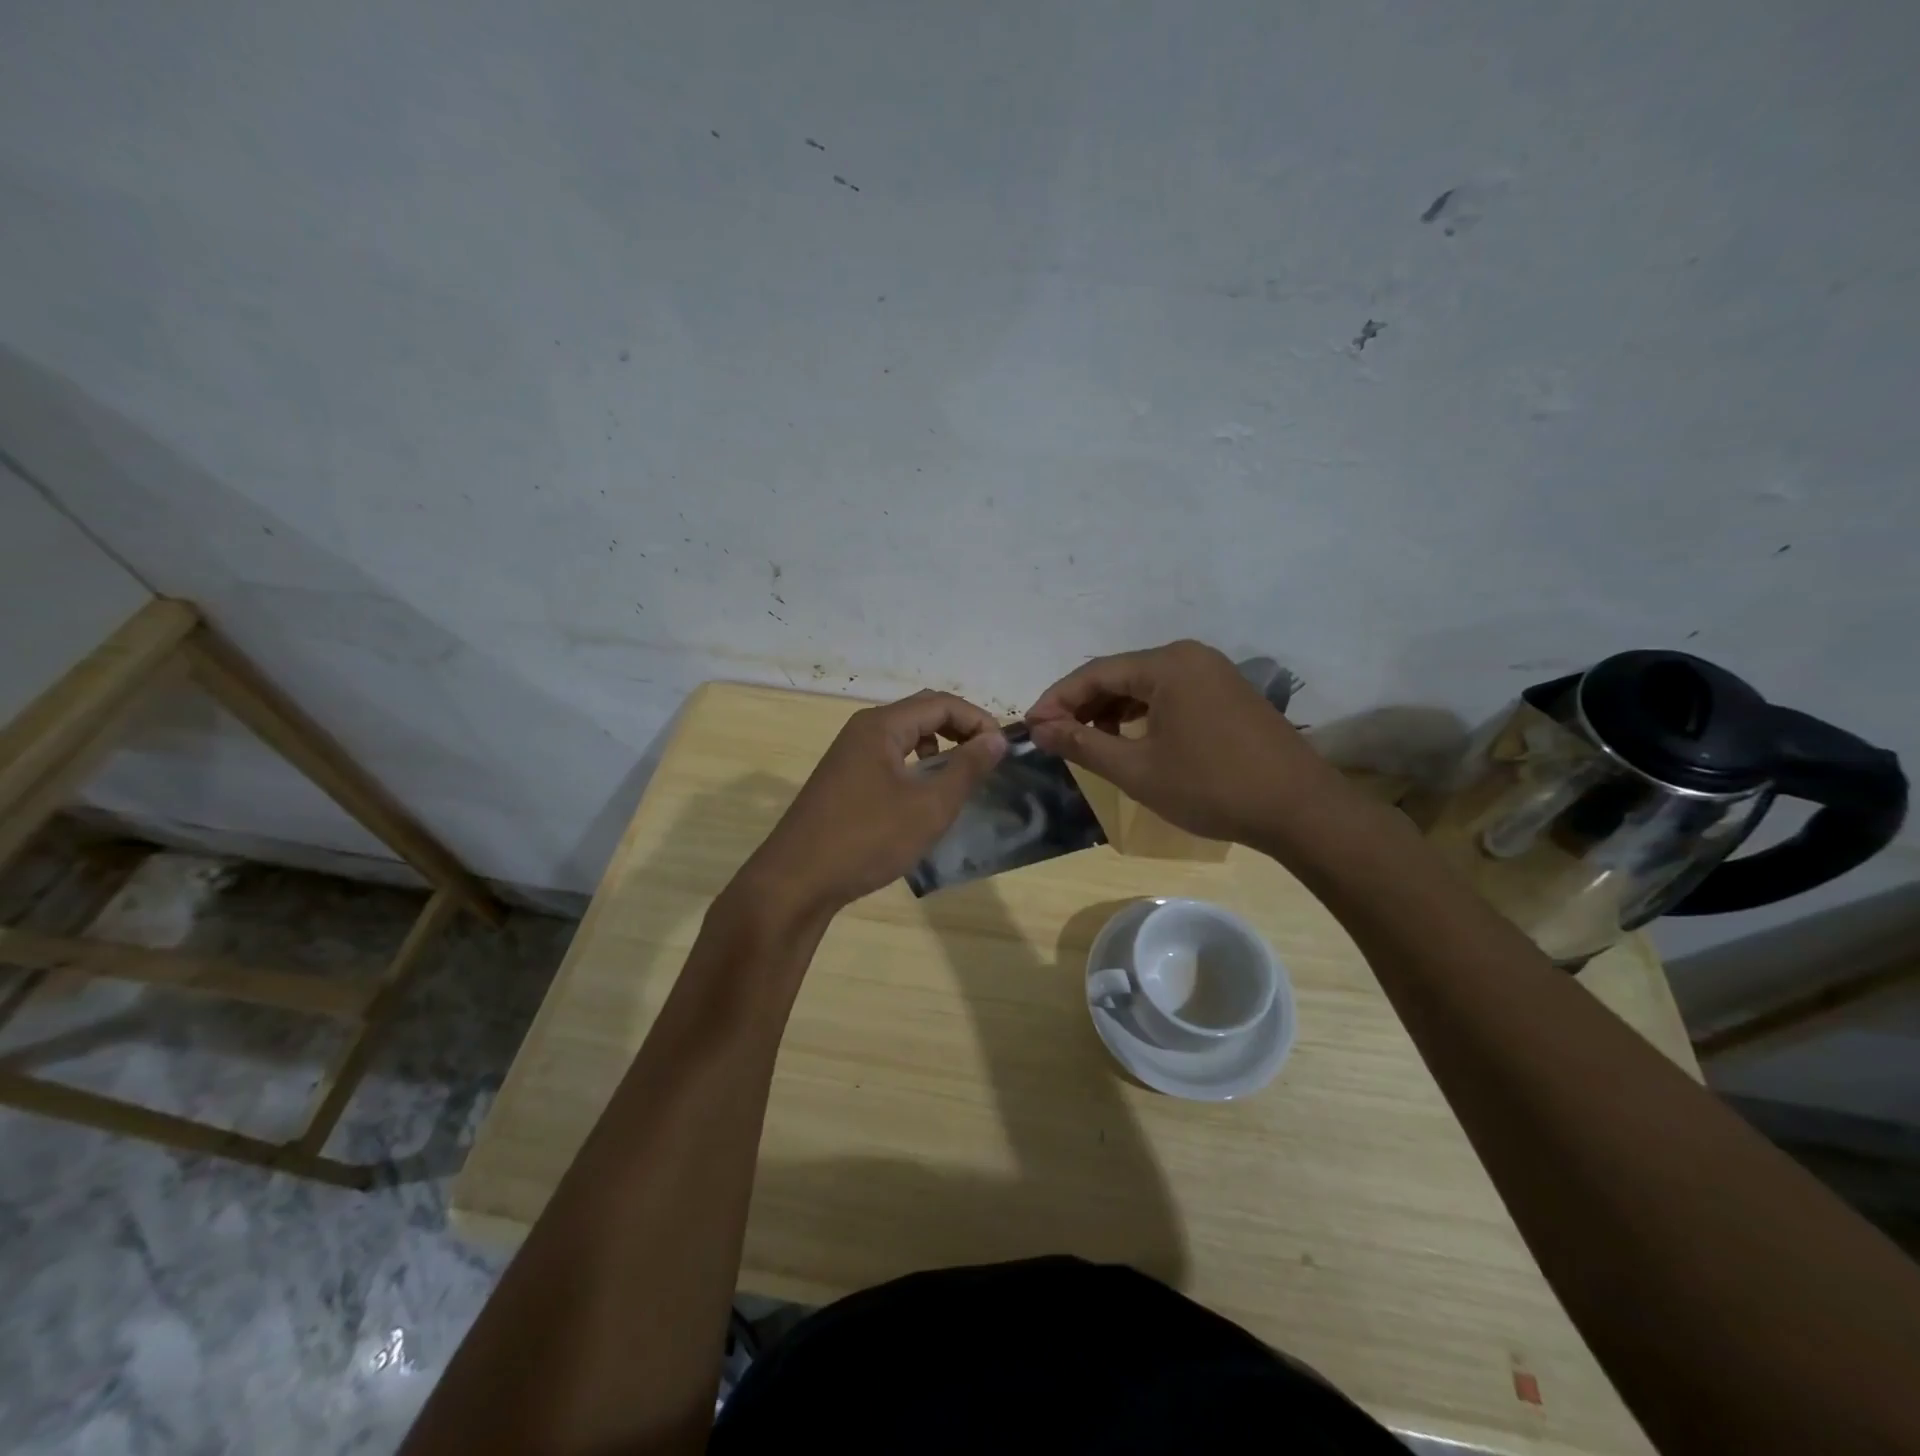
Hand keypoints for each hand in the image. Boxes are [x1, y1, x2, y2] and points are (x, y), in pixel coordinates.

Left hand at [739, 690, 1007, 917]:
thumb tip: (996, 737)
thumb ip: (967, 768)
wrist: (796, 881)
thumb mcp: (928, 806)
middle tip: (988, 760)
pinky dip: (915, 767)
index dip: (978, 720)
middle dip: (960, 730)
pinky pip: (889, 758)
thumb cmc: (867, 839)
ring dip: (938, 748)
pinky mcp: (843, 780)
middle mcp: (863, 730)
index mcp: (881, 726)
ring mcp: (849, 755)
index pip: (941, 703)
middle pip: (922, 713)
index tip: (1003, 750)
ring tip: (959, 779)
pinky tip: (922, 798)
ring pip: (905, 736)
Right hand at [1026, 640, 1339, 845]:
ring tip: (1089, 743)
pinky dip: (1142, 714)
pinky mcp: (1227, 693)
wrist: (1299, 809)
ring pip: (1145, 685)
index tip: (1031, 728)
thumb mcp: (1137, 769)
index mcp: (1167, 664)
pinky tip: (1131, 739)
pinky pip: (1170, 694)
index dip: (1056, 700)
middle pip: (1119, 673)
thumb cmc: (1211, 787)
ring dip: (1111, 710)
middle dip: (1083, 705)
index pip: (1094, 673)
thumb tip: (1039, 729)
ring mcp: (1213, 672)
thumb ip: (1083, 744)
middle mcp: (1190, 656)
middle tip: (1056, 738)